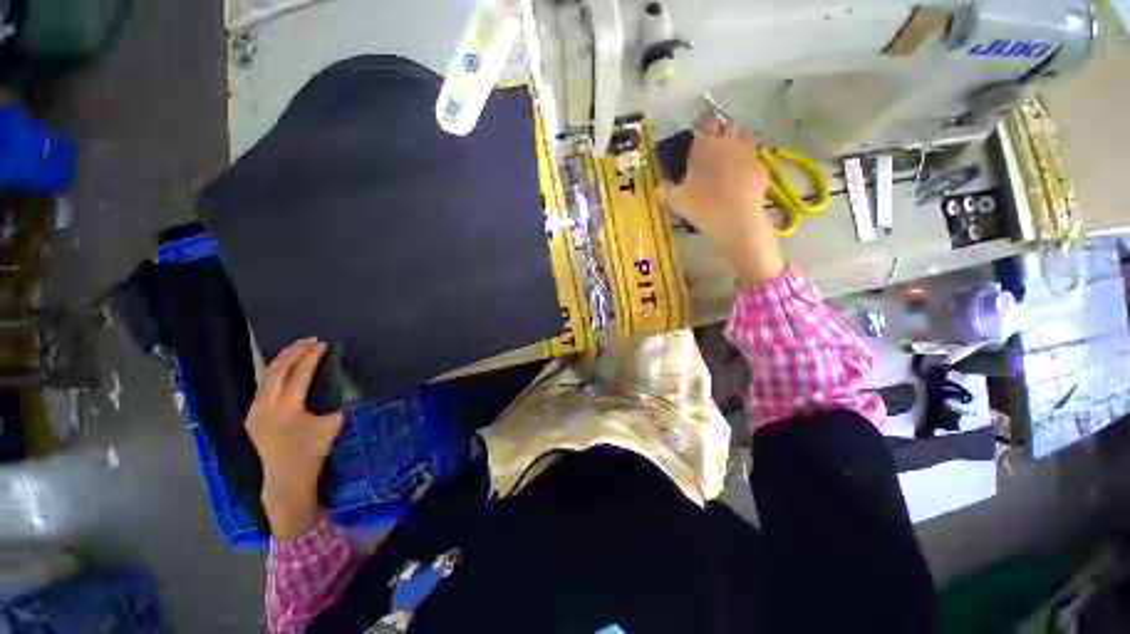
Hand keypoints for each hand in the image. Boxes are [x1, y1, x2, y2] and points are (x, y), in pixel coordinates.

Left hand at [245, 337, 342, 538]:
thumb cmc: (313, 451)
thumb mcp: (332, 424)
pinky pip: (263, 387)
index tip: (321, 343)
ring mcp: (254, 411)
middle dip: (293, 352)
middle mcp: (265, 406)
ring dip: (282, 360)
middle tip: (309, 340)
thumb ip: (334, 402)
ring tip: (297, 349)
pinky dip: (275, 373)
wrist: (286, 478)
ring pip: (265, 377)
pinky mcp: (252, 416)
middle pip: (276, 370)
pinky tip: (284, 369)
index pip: (299, 374)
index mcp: (287, 408)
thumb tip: (337, 386)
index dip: (311, 357)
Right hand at [666, 114, 785, 287]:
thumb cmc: (702, 206)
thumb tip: (659, 187)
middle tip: (715, 138)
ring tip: (731, 150)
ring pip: (747, 134)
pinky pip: (755, 157)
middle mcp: (728, 142)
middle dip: (722, 126)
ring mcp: (748, 153)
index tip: (698, 126)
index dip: (702, 121)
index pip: (705, 122)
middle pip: (729, 123)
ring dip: (739, 137)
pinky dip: (749, 160)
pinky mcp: (761, 167)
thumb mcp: (675, 201)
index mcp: (704, 146)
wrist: (736, 219)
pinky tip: (743, 173)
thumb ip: (666, 190)